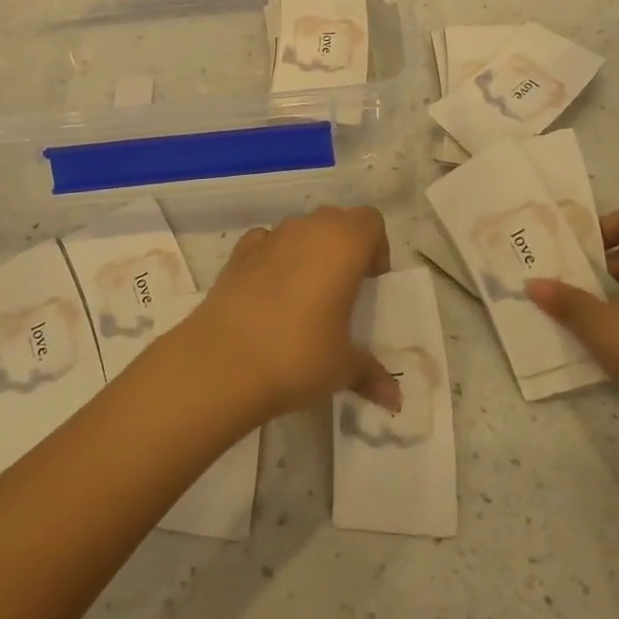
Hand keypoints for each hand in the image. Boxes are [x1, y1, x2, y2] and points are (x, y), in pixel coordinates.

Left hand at [170, 206, 400, 423]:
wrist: (223, 362)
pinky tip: (269, 293)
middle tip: (343, 288)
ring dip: (308, 251)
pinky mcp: (238, 253)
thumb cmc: (298, 355)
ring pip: (300, 229)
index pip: (371, 221)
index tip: (370, 282)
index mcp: (344, 244)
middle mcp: (308, 229)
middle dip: (343, 246)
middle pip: (336, 220)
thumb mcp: (343, 368)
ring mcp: (270, 237)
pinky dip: (273, 258)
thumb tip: (394, 398)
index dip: (376, 247)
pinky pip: (265, 243)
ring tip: (305, 295)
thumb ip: (371, 373)